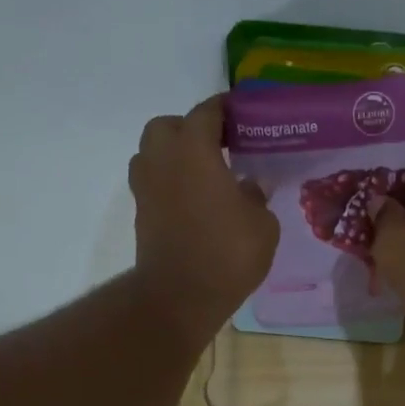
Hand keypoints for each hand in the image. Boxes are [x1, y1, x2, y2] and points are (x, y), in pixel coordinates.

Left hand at [130, 96, 278, 339]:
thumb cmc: (227, 253)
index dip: (225, 109)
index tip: (241, 114)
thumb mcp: (262, 225)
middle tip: (217, 147)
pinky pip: (154, 183)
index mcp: (194, 149)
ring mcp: (146, 187)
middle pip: (168, 126)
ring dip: (174, 156)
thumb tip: (248, 187)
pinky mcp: (142, 213)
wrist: (180, 296)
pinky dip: (170, 184)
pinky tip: (194, 201)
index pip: (207, 112)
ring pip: (153, 153)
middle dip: (190, 129)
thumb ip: (256, 197)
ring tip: (203, 174)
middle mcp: (163, 158)